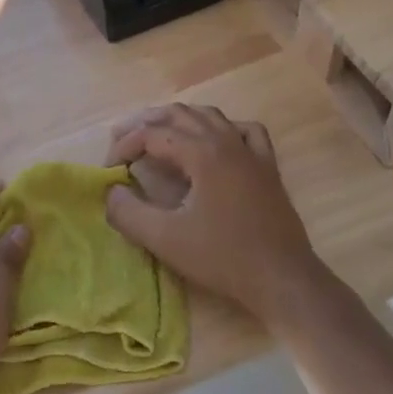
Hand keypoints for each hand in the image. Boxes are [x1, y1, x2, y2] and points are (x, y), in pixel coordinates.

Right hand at [105, 105, 326, 328]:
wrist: (283, 279)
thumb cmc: (223, 258)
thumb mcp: (165, 239)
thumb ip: (128, 213)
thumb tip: (111, 192)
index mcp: (203, 153)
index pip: (153, 134)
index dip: (125, 146)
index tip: (109, 169)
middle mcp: (227, 141)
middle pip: (179, 114)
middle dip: (146, 123)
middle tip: (121, 139)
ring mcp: (251, 152)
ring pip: (211, 116)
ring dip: (179, 119)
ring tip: (158, 134)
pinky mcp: (268, 167)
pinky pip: (244, 131)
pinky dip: (222, 128)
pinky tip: (214, 141)